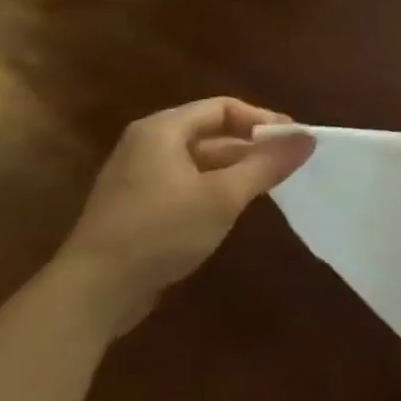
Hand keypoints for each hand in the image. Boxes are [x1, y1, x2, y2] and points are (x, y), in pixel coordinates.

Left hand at [53, 98, 315, 334]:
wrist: (92, 293)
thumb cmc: (161, 231)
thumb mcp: (224, 196)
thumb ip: (267, 165)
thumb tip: (308, 139)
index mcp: (162, 131)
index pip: (223, 108)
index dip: (262, 120)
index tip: (293, 141)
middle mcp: (147, 145)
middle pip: (211, 132)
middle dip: (252, 146)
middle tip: (288, 164)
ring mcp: (138, 177)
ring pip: (200, 161)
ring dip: (236, 169)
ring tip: (270, 187)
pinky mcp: (137, 207)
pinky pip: (186, 184)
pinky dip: (214, 188)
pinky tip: (234, 210)